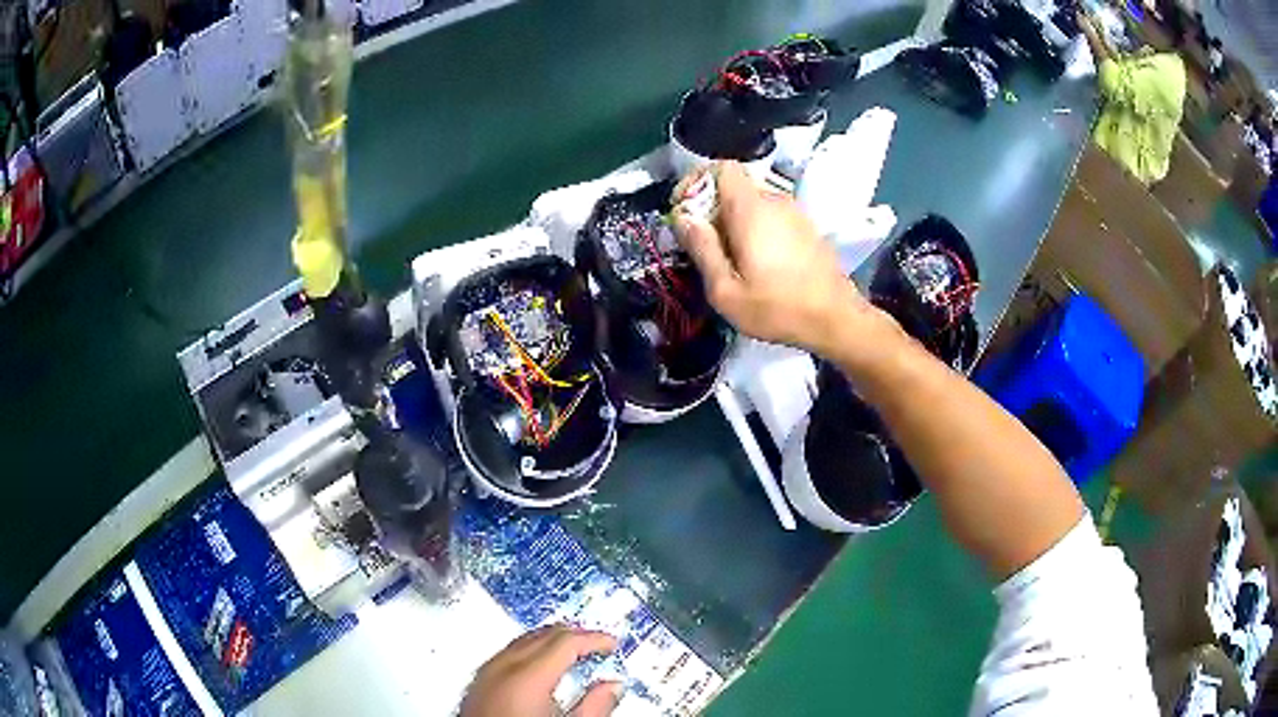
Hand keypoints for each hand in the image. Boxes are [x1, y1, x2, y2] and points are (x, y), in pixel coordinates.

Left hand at [461, 625, 620, 716]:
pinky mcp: (477, 683)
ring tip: (574, 656)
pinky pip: (507, 654)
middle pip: (543, 635)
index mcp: (528, 677)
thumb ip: (595, 706)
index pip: (567, 641)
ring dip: (550, 644)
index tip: (611, 644)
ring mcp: (485, 674)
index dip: (594, 639)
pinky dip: (529, 653)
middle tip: (597, 646)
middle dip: (574, 637)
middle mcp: (502, 668)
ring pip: (523, 641)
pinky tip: (541, 668)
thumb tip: (612, 688)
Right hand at [672, 161, 879, 360]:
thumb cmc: (777, 308)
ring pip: (753, 203)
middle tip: (703, 245)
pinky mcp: (806, 229)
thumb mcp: (725, 291)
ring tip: (728, 259)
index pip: (722, 167)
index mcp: (752, 209)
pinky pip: (772, 216)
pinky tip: (757, 263)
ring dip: (734, 221)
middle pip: (735, 187)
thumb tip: (683, 219)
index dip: (697, 181)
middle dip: (712, 208)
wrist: (836, 320)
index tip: (684, 211)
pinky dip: (755, 229)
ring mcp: (795, 213)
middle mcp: (775, 201)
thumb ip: (701, 249)